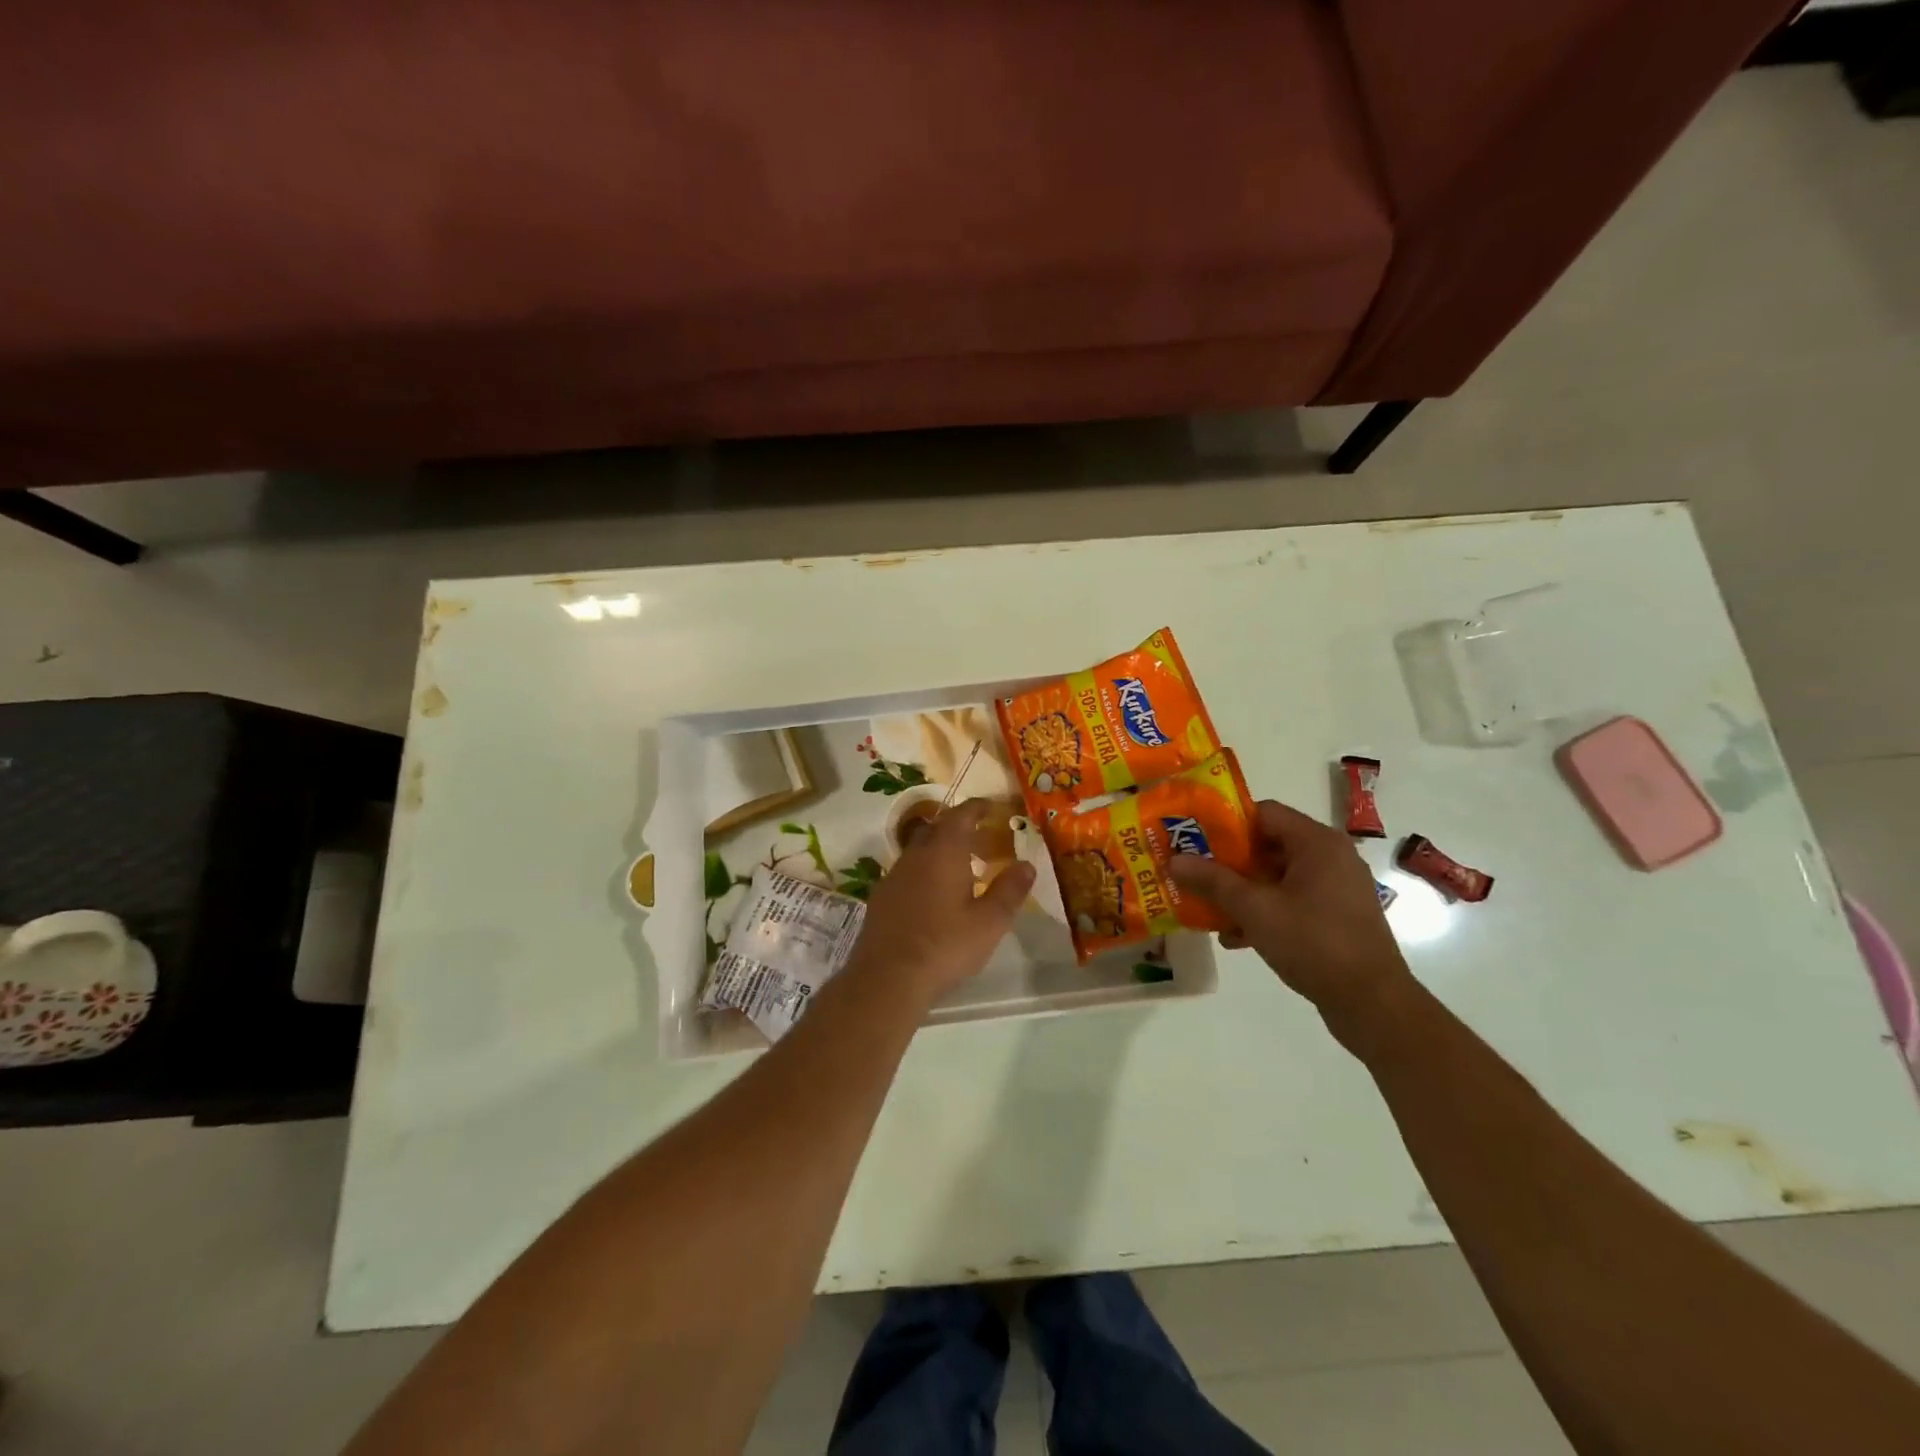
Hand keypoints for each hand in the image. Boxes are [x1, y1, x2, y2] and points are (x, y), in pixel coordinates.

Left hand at [843, 799, 1035, 1005]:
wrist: (887, 977)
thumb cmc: (945, 945)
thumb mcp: (989, 922)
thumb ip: (1009, 890)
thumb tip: (1027, 865)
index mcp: (944, 852)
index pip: (960, 815)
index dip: (977, 807)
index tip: (991, 807)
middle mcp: (915, 855)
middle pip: (937, 828)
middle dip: (959, 828)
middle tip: (981, 839)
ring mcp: (894, 876)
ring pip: (919, 850)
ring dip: (940, 851)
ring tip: (962, 869)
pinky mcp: (881, 898)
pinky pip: (907, 872)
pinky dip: (925, 872)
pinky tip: (935, 896)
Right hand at [1168, 799, 1413, 1039]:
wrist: (1373, 1003)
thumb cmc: (1314, 943)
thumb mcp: (1255, 910)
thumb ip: (1213, 881)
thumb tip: (1174, 860)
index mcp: (1317, 842)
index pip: (1263, 813)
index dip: (1225, 822)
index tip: (1194, 838)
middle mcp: (1330, 857)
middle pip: (1267, 844)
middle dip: (1227, 861)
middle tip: (1193, 872)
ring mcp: (1336, 888)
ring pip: (1276, 876)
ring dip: (1241, 890)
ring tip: (1207, 907)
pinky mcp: (1336, 916)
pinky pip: (1291, 900)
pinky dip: (1264, 911)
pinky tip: (1235, 937)